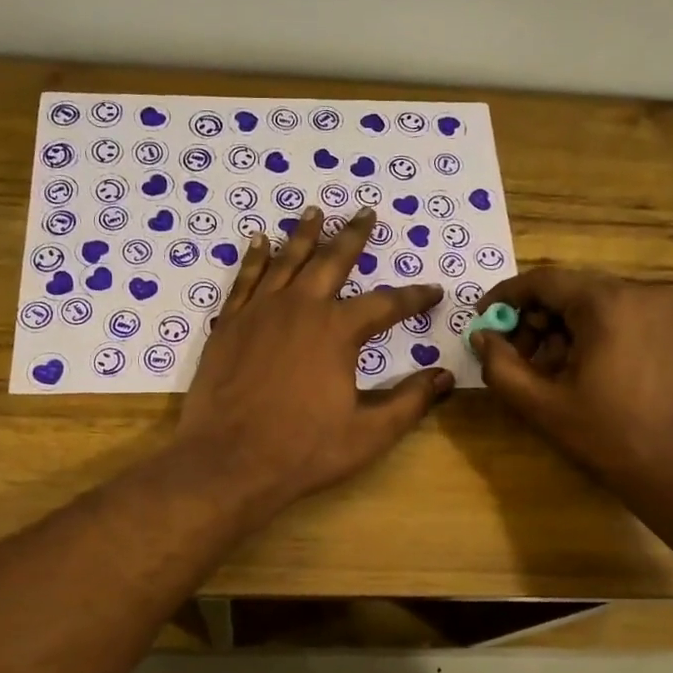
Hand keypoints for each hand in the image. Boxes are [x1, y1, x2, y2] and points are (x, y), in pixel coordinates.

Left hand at [175, 207, 451, 510]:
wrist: (227, 461)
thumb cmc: (303, 450)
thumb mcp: (368, 433)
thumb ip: (409, 402)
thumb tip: (445, 376)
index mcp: (338, 331)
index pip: (386, 304)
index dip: (414, 297)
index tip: (433, 291)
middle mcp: (300, 308)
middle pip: (332, 261)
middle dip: (354, 236)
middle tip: (366, 212)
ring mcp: (259, 312)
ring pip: (287, 261)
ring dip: (304, 234)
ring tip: (314, 211)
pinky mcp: (229, 324)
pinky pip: (245, 279)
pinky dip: (255, 258)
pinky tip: (259, 241)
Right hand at [473, 268, 672, 515]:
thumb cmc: (612, 438)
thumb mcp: (542, 406)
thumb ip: (501, 366)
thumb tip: (481, 337)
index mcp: (607, 303)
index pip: (543, 280)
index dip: (505, 298)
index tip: (482, 322)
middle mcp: (642, 291)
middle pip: (570, 289)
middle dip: (534, 318)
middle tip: (514, 356)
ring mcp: (667, 308)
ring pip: (596, 303)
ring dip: (562, 328)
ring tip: (548, 371)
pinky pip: (622, 315)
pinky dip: (593, 333)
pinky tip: (583, 371)